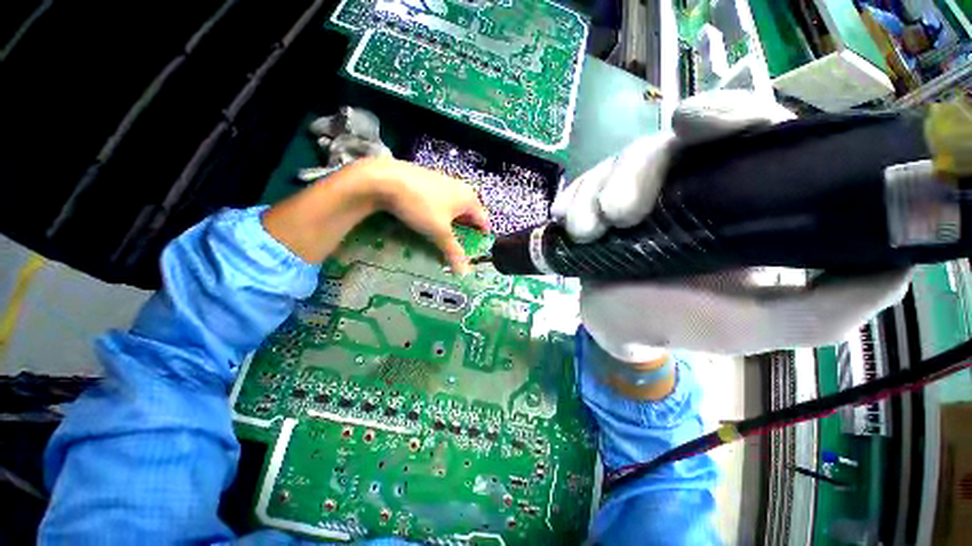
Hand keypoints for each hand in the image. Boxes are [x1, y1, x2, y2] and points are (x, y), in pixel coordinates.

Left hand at [263, 157, 488, 272]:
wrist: (385, 179)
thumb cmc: (421, 206)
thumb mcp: (439, 232)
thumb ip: (454, 252)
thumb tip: (465, 273)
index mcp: (469, 199)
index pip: (484, 222)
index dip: (481, 239)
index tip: (475, 254)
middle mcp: (461, 189)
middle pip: (469, 217)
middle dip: (464, 234)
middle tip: (456, 250)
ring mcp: (444, 183)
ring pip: (453, 210)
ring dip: (450, 227)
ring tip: (441, 241)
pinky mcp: (429, 182)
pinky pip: (440, 203)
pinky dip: (438, 216)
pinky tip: (426, 223)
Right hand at [553, 90, 910, 357]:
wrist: (622, 326)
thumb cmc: (685, 323)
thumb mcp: (760, 325)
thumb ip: (828, 307)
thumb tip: (897, 263)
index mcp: (737, 196)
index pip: (745, 130)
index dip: (726, 114)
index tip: (695, 124)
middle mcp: (686, 183)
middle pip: (662, 144)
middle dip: (634, 173)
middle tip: (617, 216)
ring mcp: (635, 192)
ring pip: (614, 165)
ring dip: (594, 195)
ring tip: (584, 232)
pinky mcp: (597, 204)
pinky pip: (582, 186)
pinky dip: (572, 200)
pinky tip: (564, 220)